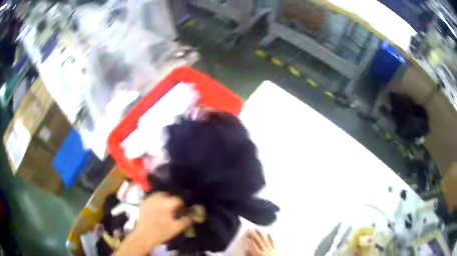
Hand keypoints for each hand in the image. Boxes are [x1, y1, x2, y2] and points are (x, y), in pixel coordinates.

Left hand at [115, 193, 191, 255]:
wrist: (143, 236)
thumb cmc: (161, 232)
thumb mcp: (176, 228)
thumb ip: (186, 220)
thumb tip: (193, 216)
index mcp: (166, 203)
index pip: (179, 199)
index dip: (183, 205)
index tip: (185, 211)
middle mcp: (157, 198)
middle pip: (169, 195)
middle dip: (174, 200)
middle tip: (177, 209)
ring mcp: (149, 199)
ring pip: (160, 194)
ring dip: (165, 199)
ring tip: (168, 208)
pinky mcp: (143, 203)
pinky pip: (153, 198)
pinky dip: (158, 201)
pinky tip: (158, 208)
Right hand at [244, 229, 275, 255]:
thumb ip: (248, 255)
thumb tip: (246, 248)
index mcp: (257, 254)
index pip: (251, 244)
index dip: (247, 239)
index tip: (243, 237)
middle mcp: (265, 251)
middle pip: (259, 240)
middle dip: (253, 234)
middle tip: (249, 229)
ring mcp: (271, 250)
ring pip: (266, 239)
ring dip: (261, 234)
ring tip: (257, 229)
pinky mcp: (276, 250)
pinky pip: (273, 242)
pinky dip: (270, 237)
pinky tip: (268, 233)